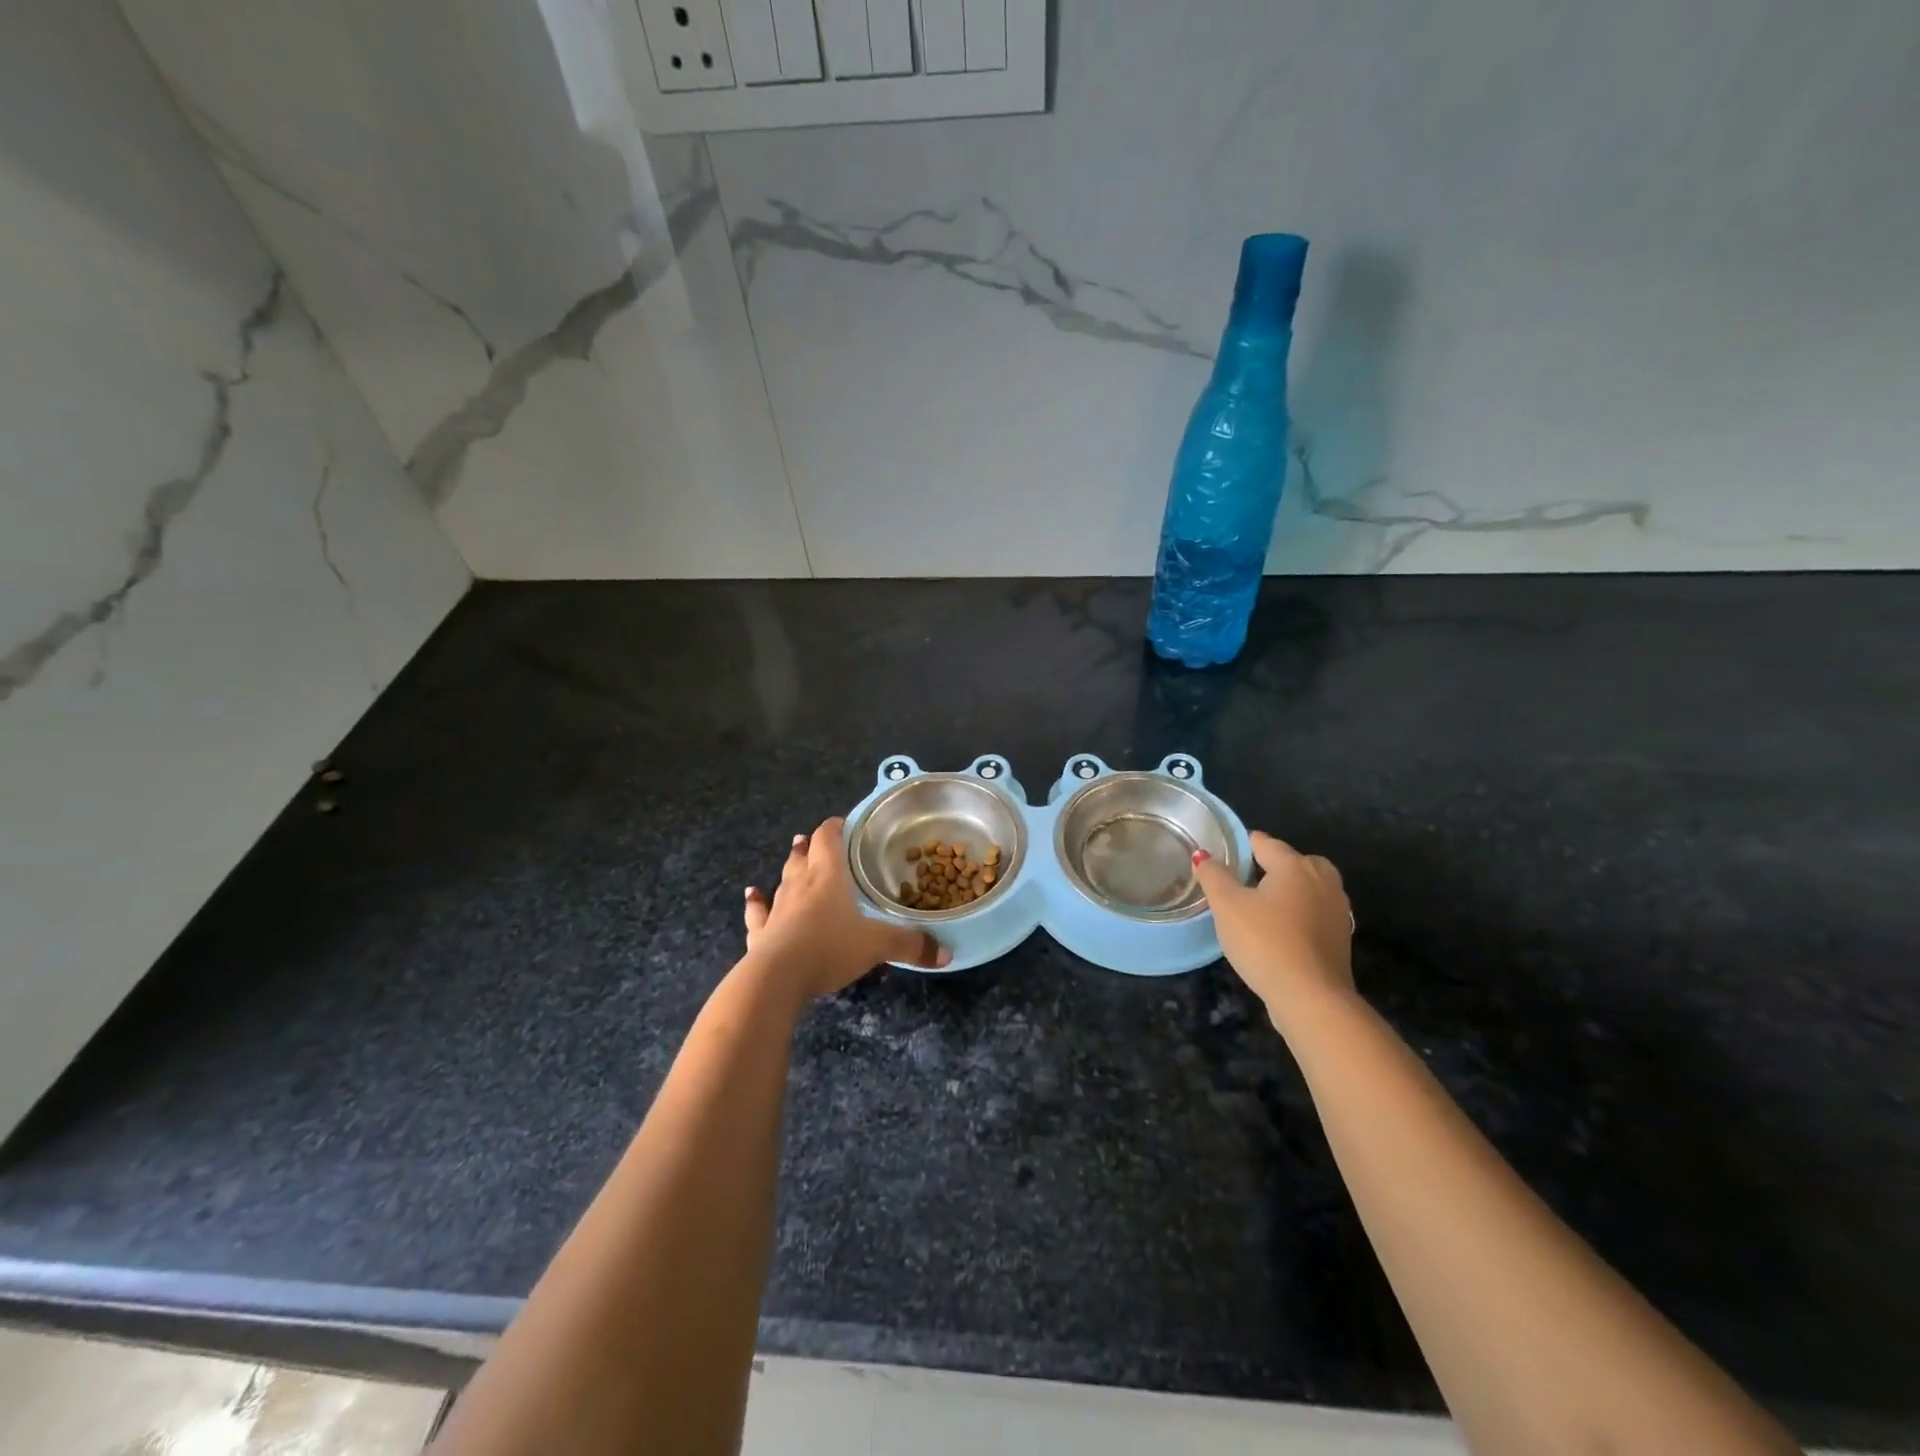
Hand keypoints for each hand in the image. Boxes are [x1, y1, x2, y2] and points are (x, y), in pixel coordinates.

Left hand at [742, 817, 950, 998]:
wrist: (777, 977)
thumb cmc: (830, 947)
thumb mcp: (878, 945)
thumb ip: (910, 945)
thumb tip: (946, 954)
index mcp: (828, 876)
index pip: (829, 838)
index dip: (835, 828)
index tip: (844, 823)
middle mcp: (800, 884)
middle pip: (804, 855)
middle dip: (811, 846)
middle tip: (815, 840)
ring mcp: (777, 907)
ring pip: (782, 878)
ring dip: (789, 867)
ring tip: (793, 852)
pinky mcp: (760, 933)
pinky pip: (758, 912)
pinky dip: (756, 903)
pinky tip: (752, 894)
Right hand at [1191, 832, 1354, 1029]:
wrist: (1311, 997)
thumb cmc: (1265, 942)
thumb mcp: (1227, 906)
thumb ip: (1214, 876)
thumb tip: (1204, 855)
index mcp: (1294, 865)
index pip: (1265, 843)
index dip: (1242, 845)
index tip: (1224, 855)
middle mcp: (1322, 879)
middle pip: (1294, 861)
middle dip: (1272, 865)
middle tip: (1244, 880)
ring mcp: (1338, 908)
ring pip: (1309, 887)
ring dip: (1289, 890)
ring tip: (1262, 905)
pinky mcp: (1342, 936)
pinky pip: (1316, 911)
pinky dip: (1300, 913)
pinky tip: (1282, 930)